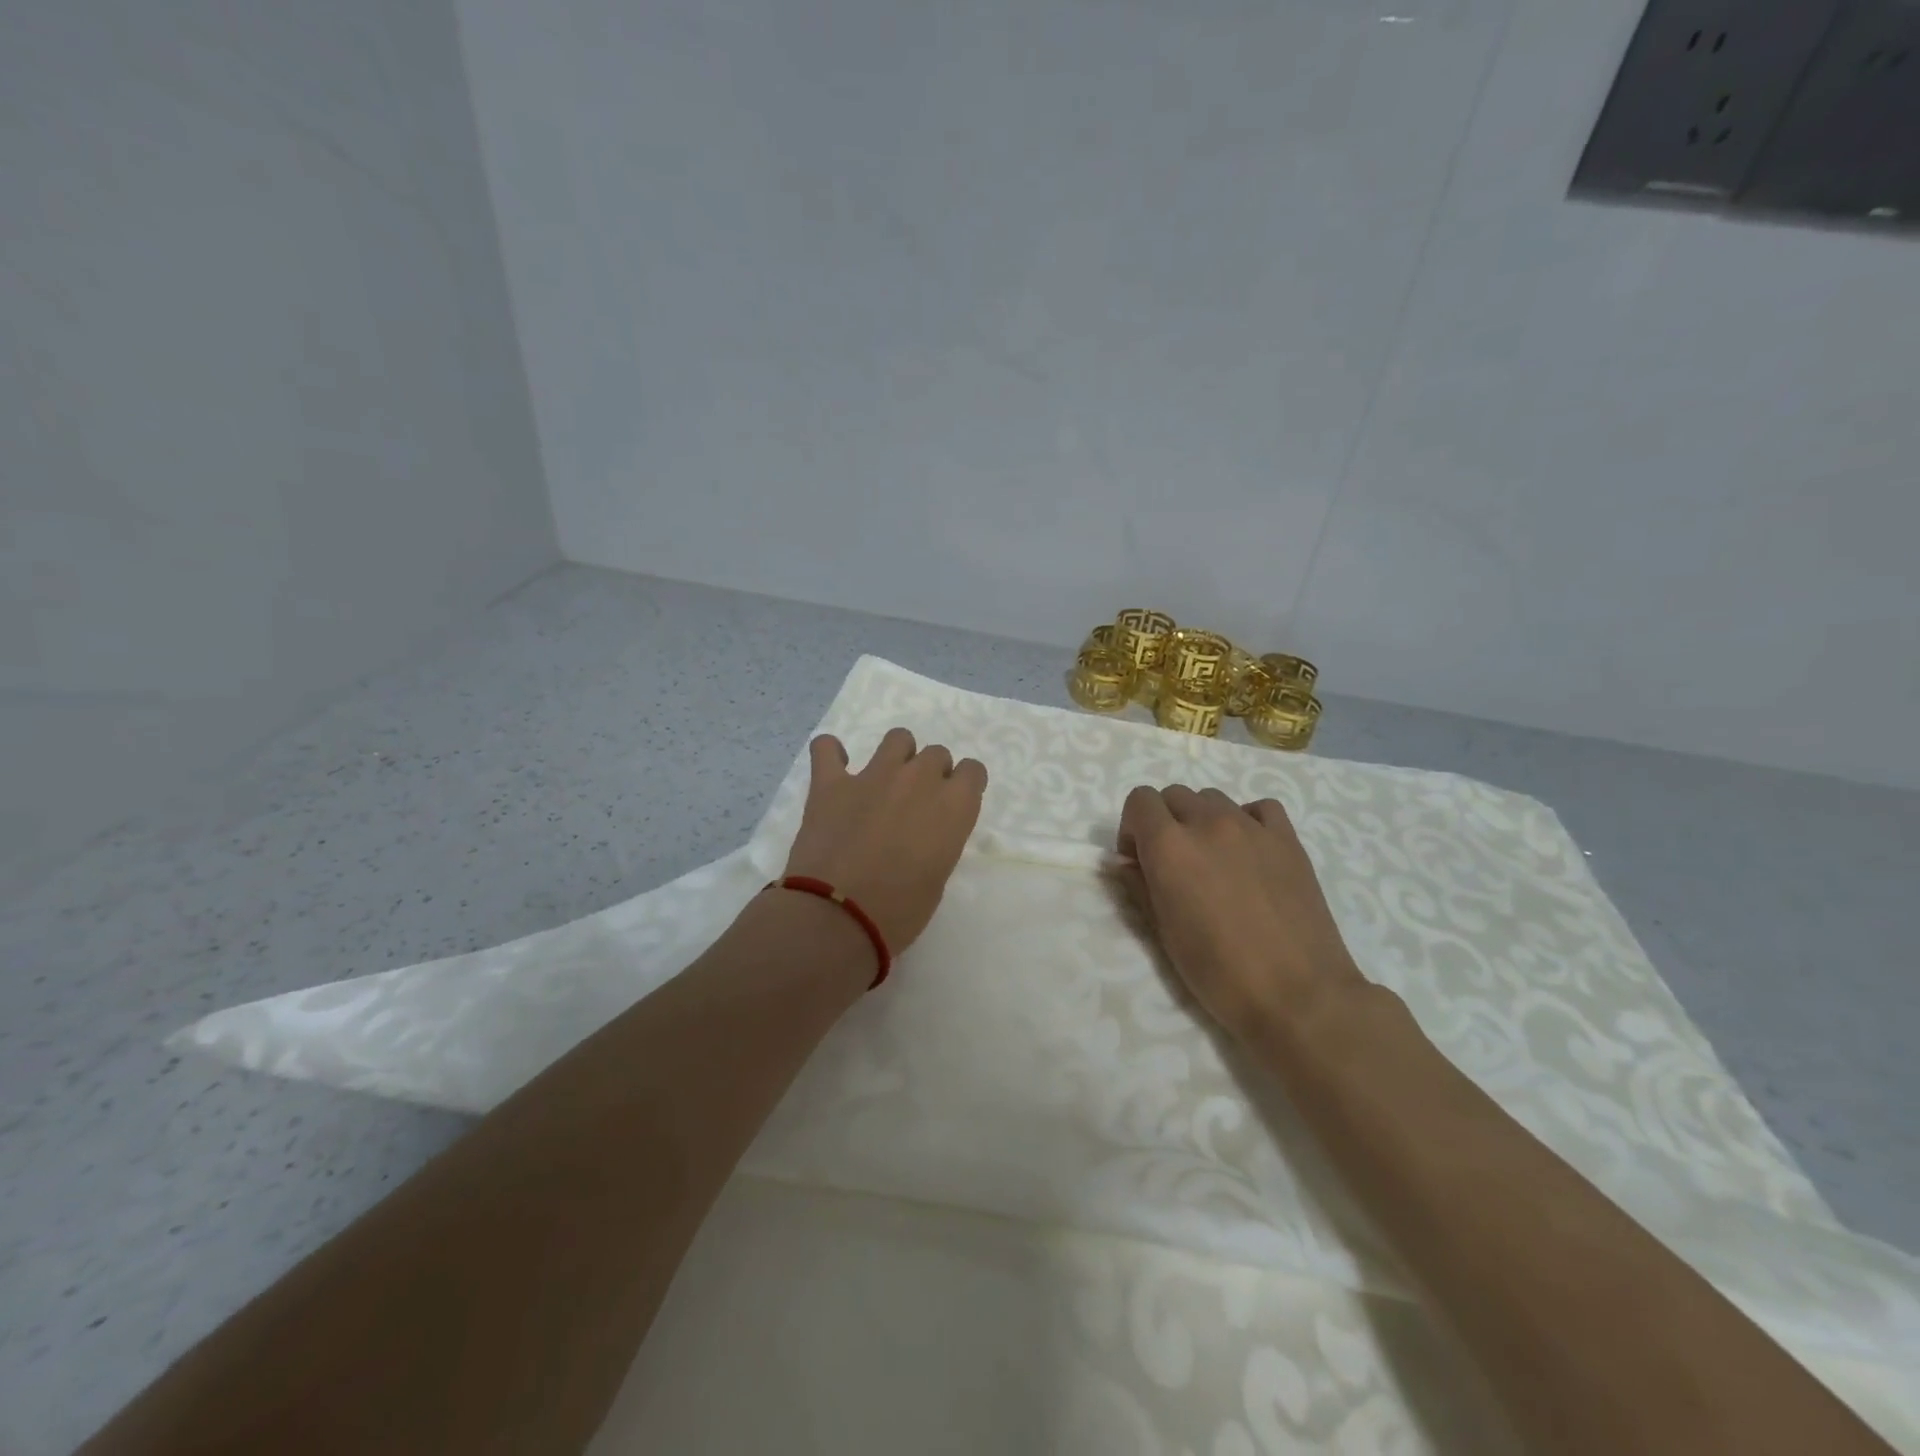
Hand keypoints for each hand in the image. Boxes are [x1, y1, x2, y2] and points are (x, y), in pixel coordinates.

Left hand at [782, 727, 988, 952]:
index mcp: (953, 806)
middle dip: (931, 774)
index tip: (952, 804)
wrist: (838, 917)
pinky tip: (834, 769)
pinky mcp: (831, 782)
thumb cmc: (899, 911)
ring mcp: (873, 775)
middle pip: (936, 754)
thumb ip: (938, 842)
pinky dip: (831, 753)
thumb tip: (922, 835)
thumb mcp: (937, 878)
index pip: (973, 771)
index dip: (963, 785)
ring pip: (897, 739)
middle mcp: (919, 779)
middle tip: (916, 804)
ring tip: (884, 782)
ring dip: (896, 756)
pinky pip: (827, 748)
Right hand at [1118, 785, 1363, 1042]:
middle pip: (1174, 795)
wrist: (1298, 995)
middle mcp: (1208, 824)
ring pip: (1213, 799)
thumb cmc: (1220, 973)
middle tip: (1174, 863)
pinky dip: (1246, 820)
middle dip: (1164, 822)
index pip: (1140, 801)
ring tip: (1214, 860)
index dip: (1132, 827)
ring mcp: (1252, 827)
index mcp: (1170, 846)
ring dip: (1202, 819)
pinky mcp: (1288, 840)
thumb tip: (1128, 864)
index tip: (1139, 860)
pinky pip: (1259, 809)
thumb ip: (1140, 886)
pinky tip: (1249, 852)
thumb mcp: (1163, 933)